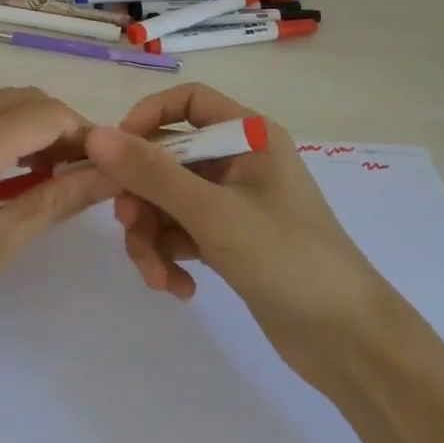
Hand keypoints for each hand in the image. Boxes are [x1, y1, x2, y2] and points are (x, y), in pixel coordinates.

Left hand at [0, 88, 118, 393]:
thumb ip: (56, 201)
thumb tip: (109, 174)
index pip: (49, 112)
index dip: (86, 135)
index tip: (107, 169)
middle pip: (24, 100)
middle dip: (61, 129)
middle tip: (80, 177)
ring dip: (30, 131)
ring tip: (49, 180)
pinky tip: (5, 179)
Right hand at [84, 83, 381, 381]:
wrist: (347, 340)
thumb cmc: (287, 258)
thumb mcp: (213, 213)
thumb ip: (152, 173)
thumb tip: (96, 136)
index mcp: (249, 136)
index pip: (187, 102)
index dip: (147, 118)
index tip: (115, 154)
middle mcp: (239, 161)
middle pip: (168, 158)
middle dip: (143, 196)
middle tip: (128, 226)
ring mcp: (234, 203)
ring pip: (169, 201)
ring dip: (153, 237)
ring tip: (157, 276)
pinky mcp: (230, 241)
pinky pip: (182, 233)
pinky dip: (171, 257)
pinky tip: (179, 289)